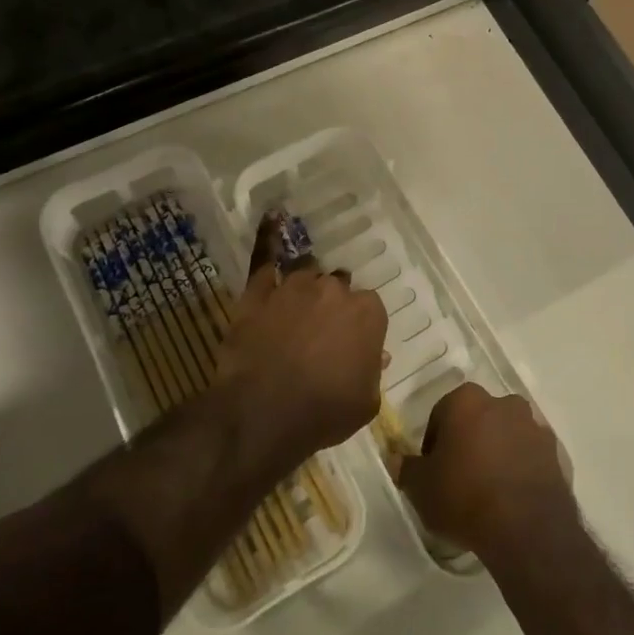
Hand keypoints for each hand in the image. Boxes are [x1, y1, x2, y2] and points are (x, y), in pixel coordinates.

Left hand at [215, 232, 386, 461]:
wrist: (263, 415)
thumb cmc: (324, 412)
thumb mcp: (366, 402)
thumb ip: (373, 372)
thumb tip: (376, 356)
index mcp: (366, 312)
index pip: (370, 309)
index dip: (359, 328)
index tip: (350, 347)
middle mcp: (333, 290)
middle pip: (338, 288)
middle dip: (332, 306)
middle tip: (321, 334)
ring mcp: (293, 287)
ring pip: (306, 275)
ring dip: (305, 288)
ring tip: (295, 307)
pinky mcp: (258, 292)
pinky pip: (264, 260)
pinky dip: (267, 240)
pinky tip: (270, 220)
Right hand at [392, 384, 576, 560]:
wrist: (526, 528)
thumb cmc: (465, 496)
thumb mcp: (421, 488)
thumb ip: (406, 468)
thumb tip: (395, 459)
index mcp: (467, 400)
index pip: (441, 414)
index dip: (434, 443)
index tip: (433, 470)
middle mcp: (502, 402)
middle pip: (477, 419)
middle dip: (468, 441)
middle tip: (459, 478)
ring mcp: (532, 425)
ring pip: (505, 434)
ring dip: (495, 452)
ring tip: (487, 490)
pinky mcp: (554, 452)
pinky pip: (528, 455)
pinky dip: (519, 468)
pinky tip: (511, 498)